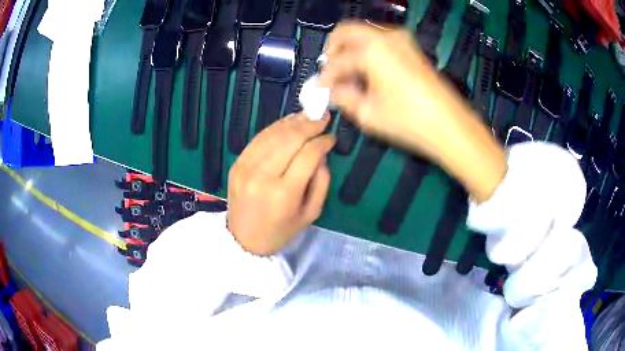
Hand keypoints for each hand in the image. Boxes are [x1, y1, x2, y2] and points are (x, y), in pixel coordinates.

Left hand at [227, 113, 334, 255]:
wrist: (244, 240)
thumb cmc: (281, 231)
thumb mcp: (311, 213)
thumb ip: (321, 182)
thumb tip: (321, 153)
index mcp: (284, 193)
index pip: (308, 155)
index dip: (323, 142)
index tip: (332, 137)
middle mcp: (263, 176)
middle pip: (290, 139)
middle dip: (310, 124)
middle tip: (323, 117)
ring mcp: (246, 168)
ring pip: (273, 134)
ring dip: (293, 122)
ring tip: (308, 115)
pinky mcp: (237, 164)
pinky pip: (258, 139)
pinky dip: (275, 128)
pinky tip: (288, 123)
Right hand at [320, 21, 505, 202]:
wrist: (450, 125)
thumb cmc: (409, 121)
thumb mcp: (368, 114)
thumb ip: (342, 96)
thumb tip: (332, 89)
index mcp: (372, 50)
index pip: (337, 60)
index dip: (326, 76)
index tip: (320, 89)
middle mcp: (386, 37)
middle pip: (347, 31)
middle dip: (334, 50)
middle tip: (332, 73)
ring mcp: (402, 39)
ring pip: (365, 34)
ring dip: (352, 50)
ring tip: (351, 76)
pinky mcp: (411, 47)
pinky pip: (380, 41)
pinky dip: (369, 52)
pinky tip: (370, 74)